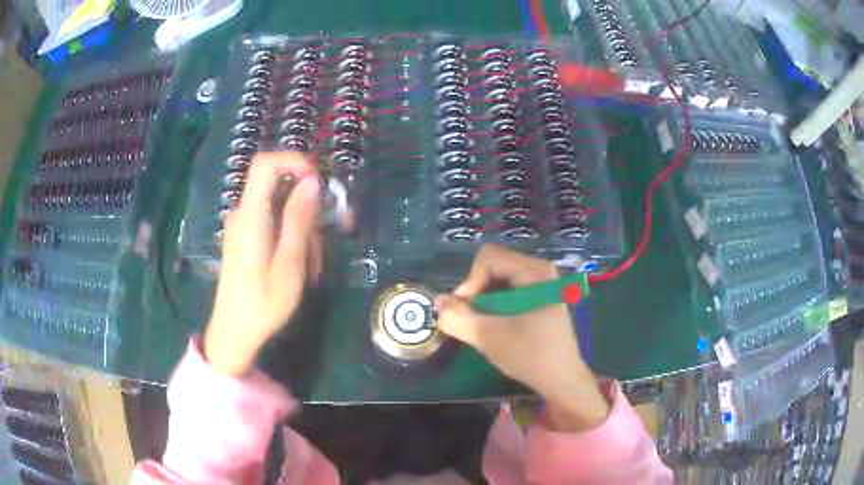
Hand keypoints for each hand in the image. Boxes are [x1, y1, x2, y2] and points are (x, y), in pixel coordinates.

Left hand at [205, 152, 321, 375]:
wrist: (233, 333)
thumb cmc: (262, 303)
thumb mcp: (289, 264)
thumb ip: (299, 220)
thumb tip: (312, 182)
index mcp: (251, 215)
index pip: (266, 164)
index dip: (294, 161)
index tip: (318, 183)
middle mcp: (244, 214)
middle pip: (279, 188)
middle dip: (308, 207)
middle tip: (328, 238)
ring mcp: (242, 227)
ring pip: (280, 209)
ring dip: (302, 229)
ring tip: (313, 265)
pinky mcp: (244, 240)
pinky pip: (272, 225)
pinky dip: (290, 238)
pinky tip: (301, 266)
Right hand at [435, 245, 609, 430]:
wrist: (561, 379)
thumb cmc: (530, 356)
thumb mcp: (489, 338)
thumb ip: (459, 318)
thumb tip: (438, 301)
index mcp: (535, 271)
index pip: (488, 258)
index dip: (471, 283)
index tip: (467, 312)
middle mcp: (540, 270)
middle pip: (492, 266)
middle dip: (476, 292)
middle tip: (473, 321)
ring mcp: (541, 283)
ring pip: (497, 279)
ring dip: (483, 301)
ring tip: (484, 325)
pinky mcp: (539, 296)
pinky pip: (507, 289)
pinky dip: (494, 305)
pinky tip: (497, 325)